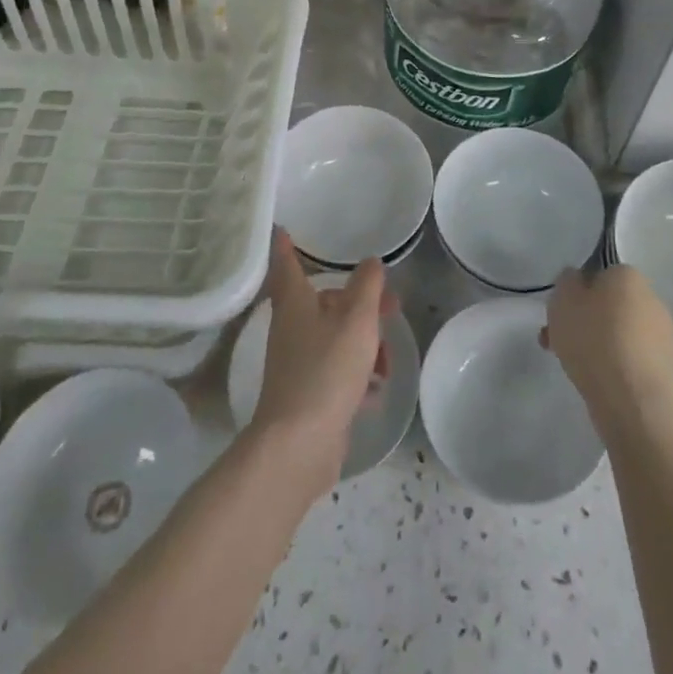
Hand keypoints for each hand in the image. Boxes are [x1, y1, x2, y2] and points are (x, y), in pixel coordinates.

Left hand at [249, 230, 395, 487]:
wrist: (299, 445)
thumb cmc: (326, 370)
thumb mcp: (356, 321)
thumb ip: (367, 287)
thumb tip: (371, 261)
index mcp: (295, 304)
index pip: (288, 265)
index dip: (287, 246)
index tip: (283, 228)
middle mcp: (291, 329)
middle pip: (325, 304)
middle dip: (358, 303)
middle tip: (389, 305)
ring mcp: (297, 363)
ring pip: (335, 339)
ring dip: (364, 345)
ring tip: (387, 362)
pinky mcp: (306, 395)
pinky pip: (336, 372)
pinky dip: (356, 376)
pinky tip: (375, 390)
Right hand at [541, 264, 672, 443]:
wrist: (635, 404)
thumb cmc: (594, 340)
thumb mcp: (563, 298)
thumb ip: (566, 281)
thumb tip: (577, 281)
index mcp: (628, 275)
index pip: (597, 276)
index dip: (575, 295)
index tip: (559, 316)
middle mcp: (651, 298)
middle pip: (609, 306)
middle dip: (585, 322)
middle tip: (560, 342)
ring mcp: (664, 336)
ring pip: (619, 334)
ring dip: (599, 346)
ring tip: (574, 369)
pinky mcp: (668, 370)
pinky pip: (632, 360)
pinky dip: (616, 367)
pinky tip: (600, 384)